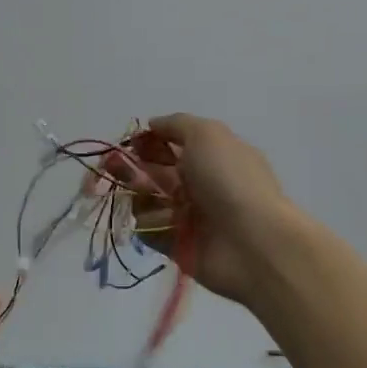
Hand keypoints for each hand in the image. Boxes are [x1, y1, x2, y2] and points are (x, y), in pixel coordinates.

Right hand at [113, 114, 300, 304]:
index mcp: (210, 156)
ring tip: (150, 198)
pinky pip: (148, 229)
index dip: (149, 141)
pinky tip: (164, 224)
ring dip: (139, 195)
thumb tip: (152, 123)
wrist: (252, 242)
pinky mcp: (175, 244)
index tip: (133, 141)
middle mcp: (197, 184)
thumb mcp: (207, 135)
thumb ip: (177, 124)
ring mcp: (186, 215)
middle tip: (115, 165)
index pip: (170, 144)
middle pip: (153, 172)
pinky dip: (151, 224)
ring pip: (145, 200)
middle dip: (132, 166)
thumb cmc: (230, 180)